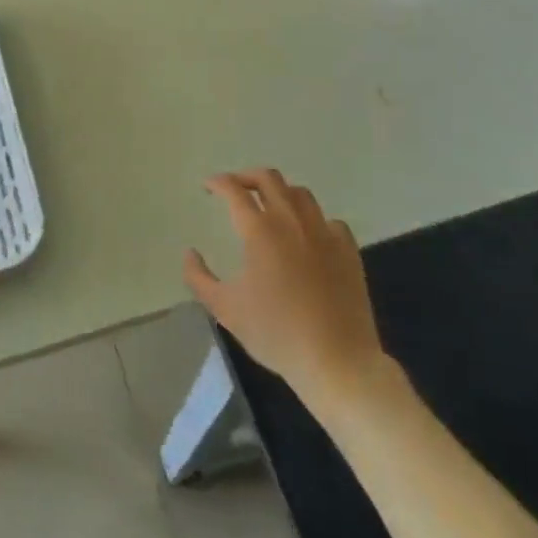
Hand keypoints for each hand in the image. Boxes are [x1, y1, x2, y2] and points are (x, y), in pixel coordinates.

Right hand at [184, 169, 388, 415]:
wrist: (336, 360)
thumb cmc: (275, 333)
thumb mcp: (224, 309)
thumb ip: (198, 277)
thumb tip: (189, 253)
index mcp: (260, 230)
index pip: (234, 190)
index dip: (218, 183)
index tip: (209, 186)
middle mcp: (291, 220)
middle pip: (268, 178)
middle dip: (247, 177)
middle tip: (235, 188)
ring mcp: (324, 232)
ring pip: (300, 193)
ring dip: (279, 192)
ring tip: (270, 206)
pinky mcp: (348, 248)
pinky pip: (328, 219)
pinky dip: (312, 219)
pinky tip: (307, 235)